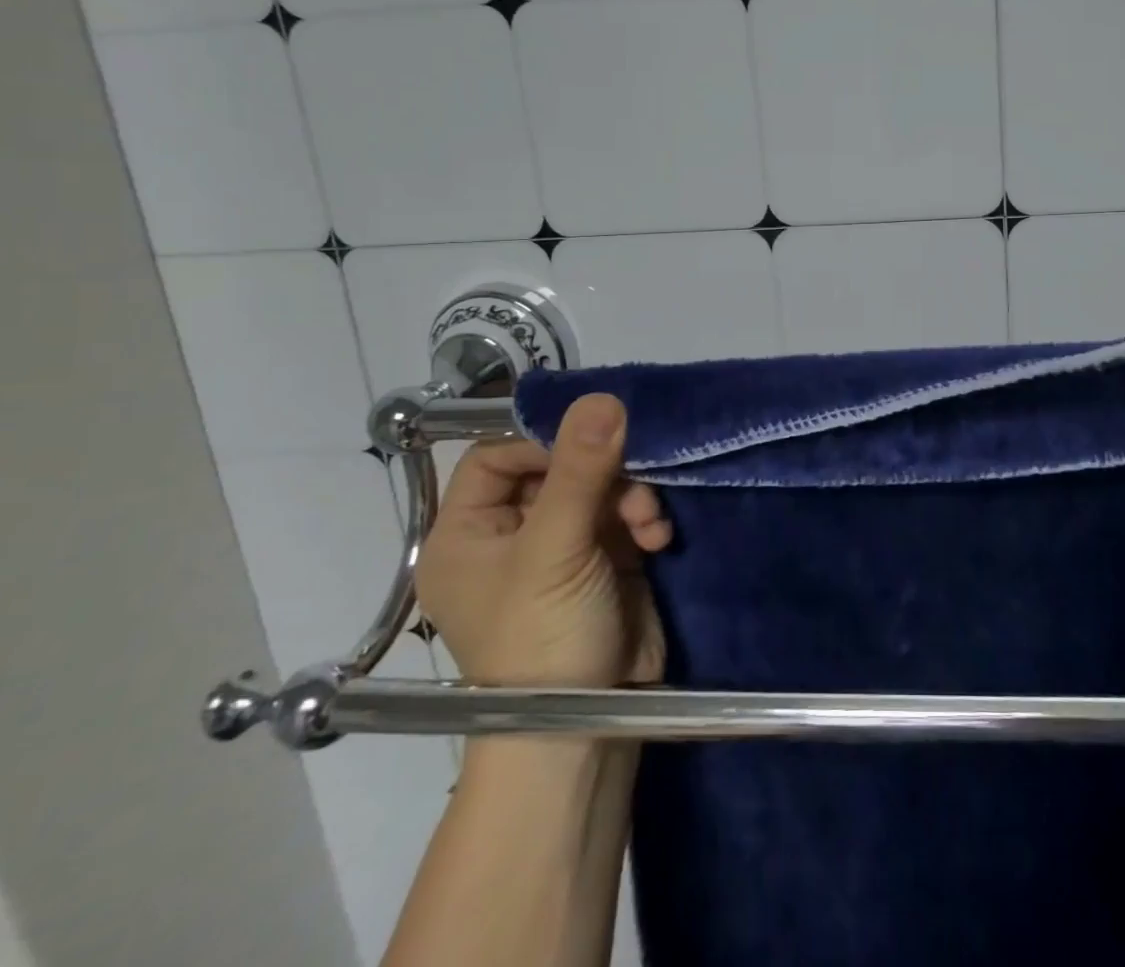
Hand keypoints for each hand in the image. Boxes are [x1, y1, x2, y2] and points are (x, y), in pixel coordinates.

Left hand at [415, 394, 673, 687]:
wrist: (589, 727)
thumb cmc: (542, 639)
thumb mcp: (554, 550)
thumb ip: (580, 471)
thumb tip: (603, 396)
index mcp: (467, 534)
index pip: (495, 456)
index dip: (540, 441)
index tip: (591, 440)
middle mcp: (511, 535)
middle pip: (558, 466)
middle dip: (603, 472)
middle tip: (633, 481)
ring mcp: (564, 547)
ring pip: (602, 486)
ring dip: (632, 496)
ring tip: (648, 524)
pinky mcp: (608, 560)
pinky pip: (628, 513)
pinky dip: (645, 519)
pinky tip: (658, 538)